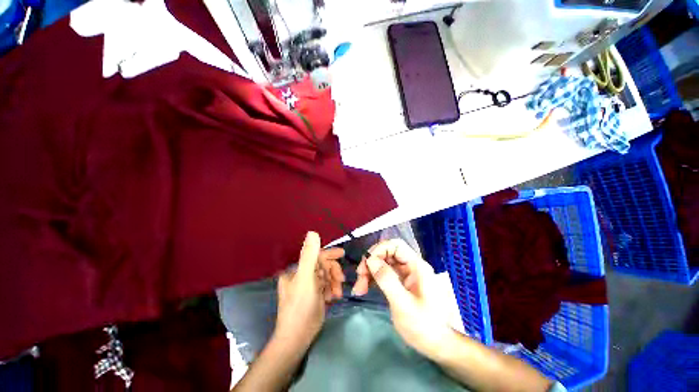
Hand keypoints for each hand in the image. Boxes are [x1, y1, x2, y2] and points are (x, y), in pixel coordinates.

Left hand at [273, 232, 344, 351]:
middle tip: (340, 281)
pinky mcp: (315, 296)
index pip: (316, 256)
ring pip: (327, 276)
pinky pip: (327, 286)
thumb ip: (310, 255)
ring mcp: (309, 286)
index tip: (343, 254)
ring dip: (334, 283)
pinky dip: (332, 290)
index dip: (330, 254)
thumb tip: (312, 232)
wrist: (297, 337)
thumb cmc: (300, 306)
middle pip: (323, 266)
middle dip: (333, 272)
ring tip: (336, 294)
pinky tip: (332, 298)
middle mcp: (302, 275)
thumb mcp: (306, 278)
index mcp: (297, 269)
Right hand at [353, 239, 451, 357]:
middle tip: (359, 277)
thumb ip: (387, 279)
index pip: (395, 245)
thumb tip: (370, 259)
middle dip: (371, 262)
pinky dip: (372, 279)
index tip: (366, 264)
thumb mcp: (403, 304)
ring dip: (369, 272)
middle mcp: (410, 266)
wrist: (436, 345)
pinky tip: (364, 289)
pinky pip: (383, 274)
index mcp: (416, 266)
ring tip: (359, 288)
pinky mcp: (399, 283)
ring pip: (383, 263)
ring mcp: (405, 274)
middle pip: (387, 253)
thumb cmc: (423, 326)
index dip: (379, 250)